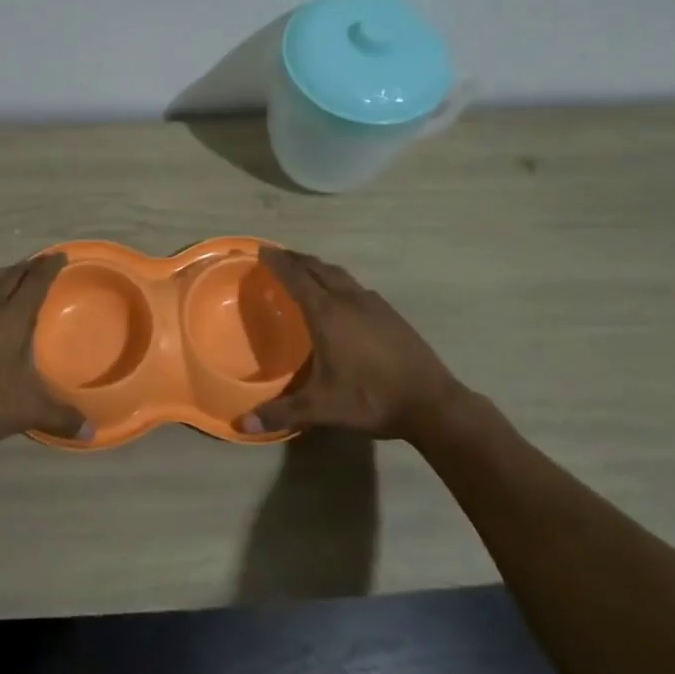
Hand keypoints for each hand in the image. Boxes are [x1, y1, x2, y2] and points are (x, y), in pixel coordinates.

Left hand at [0, 255, 90, 450]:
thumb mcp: (28, 410)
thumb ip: (61, 417)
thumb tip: (92, 432)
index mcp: (11, 317)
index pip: (35, 281)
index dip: (49, 267)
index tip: (61, 256)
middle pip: (11, 276)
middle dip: (29, 267)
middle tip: (44, 264)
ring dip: (7, 277)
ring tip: (19, 279)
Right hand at [239, 248, 468, 442]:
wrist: (432, 403)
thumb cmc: (370, 398)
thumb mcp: (322, 408)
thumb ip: (281, 412)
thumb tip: (242, 423)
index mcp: (328, 314)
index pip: (297, 278)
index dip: (278, 262)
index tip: (263, 250)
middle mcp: (349, 301)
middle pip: (318, 269)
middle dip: (296, 260)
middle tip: (279, 256)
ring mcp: (374, 305)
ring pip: (341, 275)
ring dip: (319, 268)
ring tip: (307, 271)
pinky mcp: (391, 315)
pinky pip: (357, 287)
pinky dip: (340, 282)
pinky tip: (343, 298)